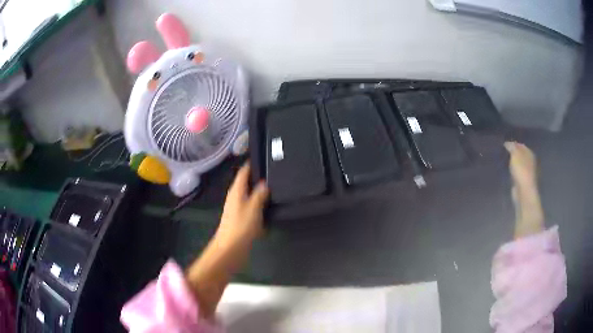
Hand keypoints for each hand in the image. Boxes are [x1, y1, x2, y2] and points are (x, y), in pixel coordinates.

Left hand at [215, 163, 268, 247]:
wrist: (231, 248)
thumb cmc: (241, 226)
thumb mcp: (253, 208)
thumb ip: (259, 194)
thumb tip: (264, 182)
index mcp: (237, 191)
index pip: (243, 172)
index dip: (251, 164)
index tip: (263, 156)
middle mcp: (235, 197)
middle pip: (246, 183)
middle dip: (257, 177)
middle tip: (273, 171)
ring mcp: (237, 208)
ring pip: (249, 195)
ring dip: (259, 191)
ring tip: (274, 187)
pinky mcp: (240, 219)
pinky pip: (251, 207)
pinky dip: (259, 205)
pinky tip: (269, 207)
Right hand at [504, 142, 543, 237]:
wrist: (524, 192)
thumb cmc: (521, 171)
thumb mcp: (515, 155)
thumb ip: (512, 147)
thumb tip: (507, 143)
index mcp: (530, 153)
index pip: (521, 145)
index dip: (513, 144)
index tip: (504, 145)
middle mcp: (531, 162)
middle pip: (522, 155)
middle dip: (515, 154)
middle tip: (505, 153)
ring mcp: (528, 174)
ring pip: (520, 165)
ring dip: (515, 164)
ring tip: (506, 162)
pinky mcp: (524, 183)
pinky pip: (518, 174)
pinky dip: (514, 172)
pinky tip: (509, 173)